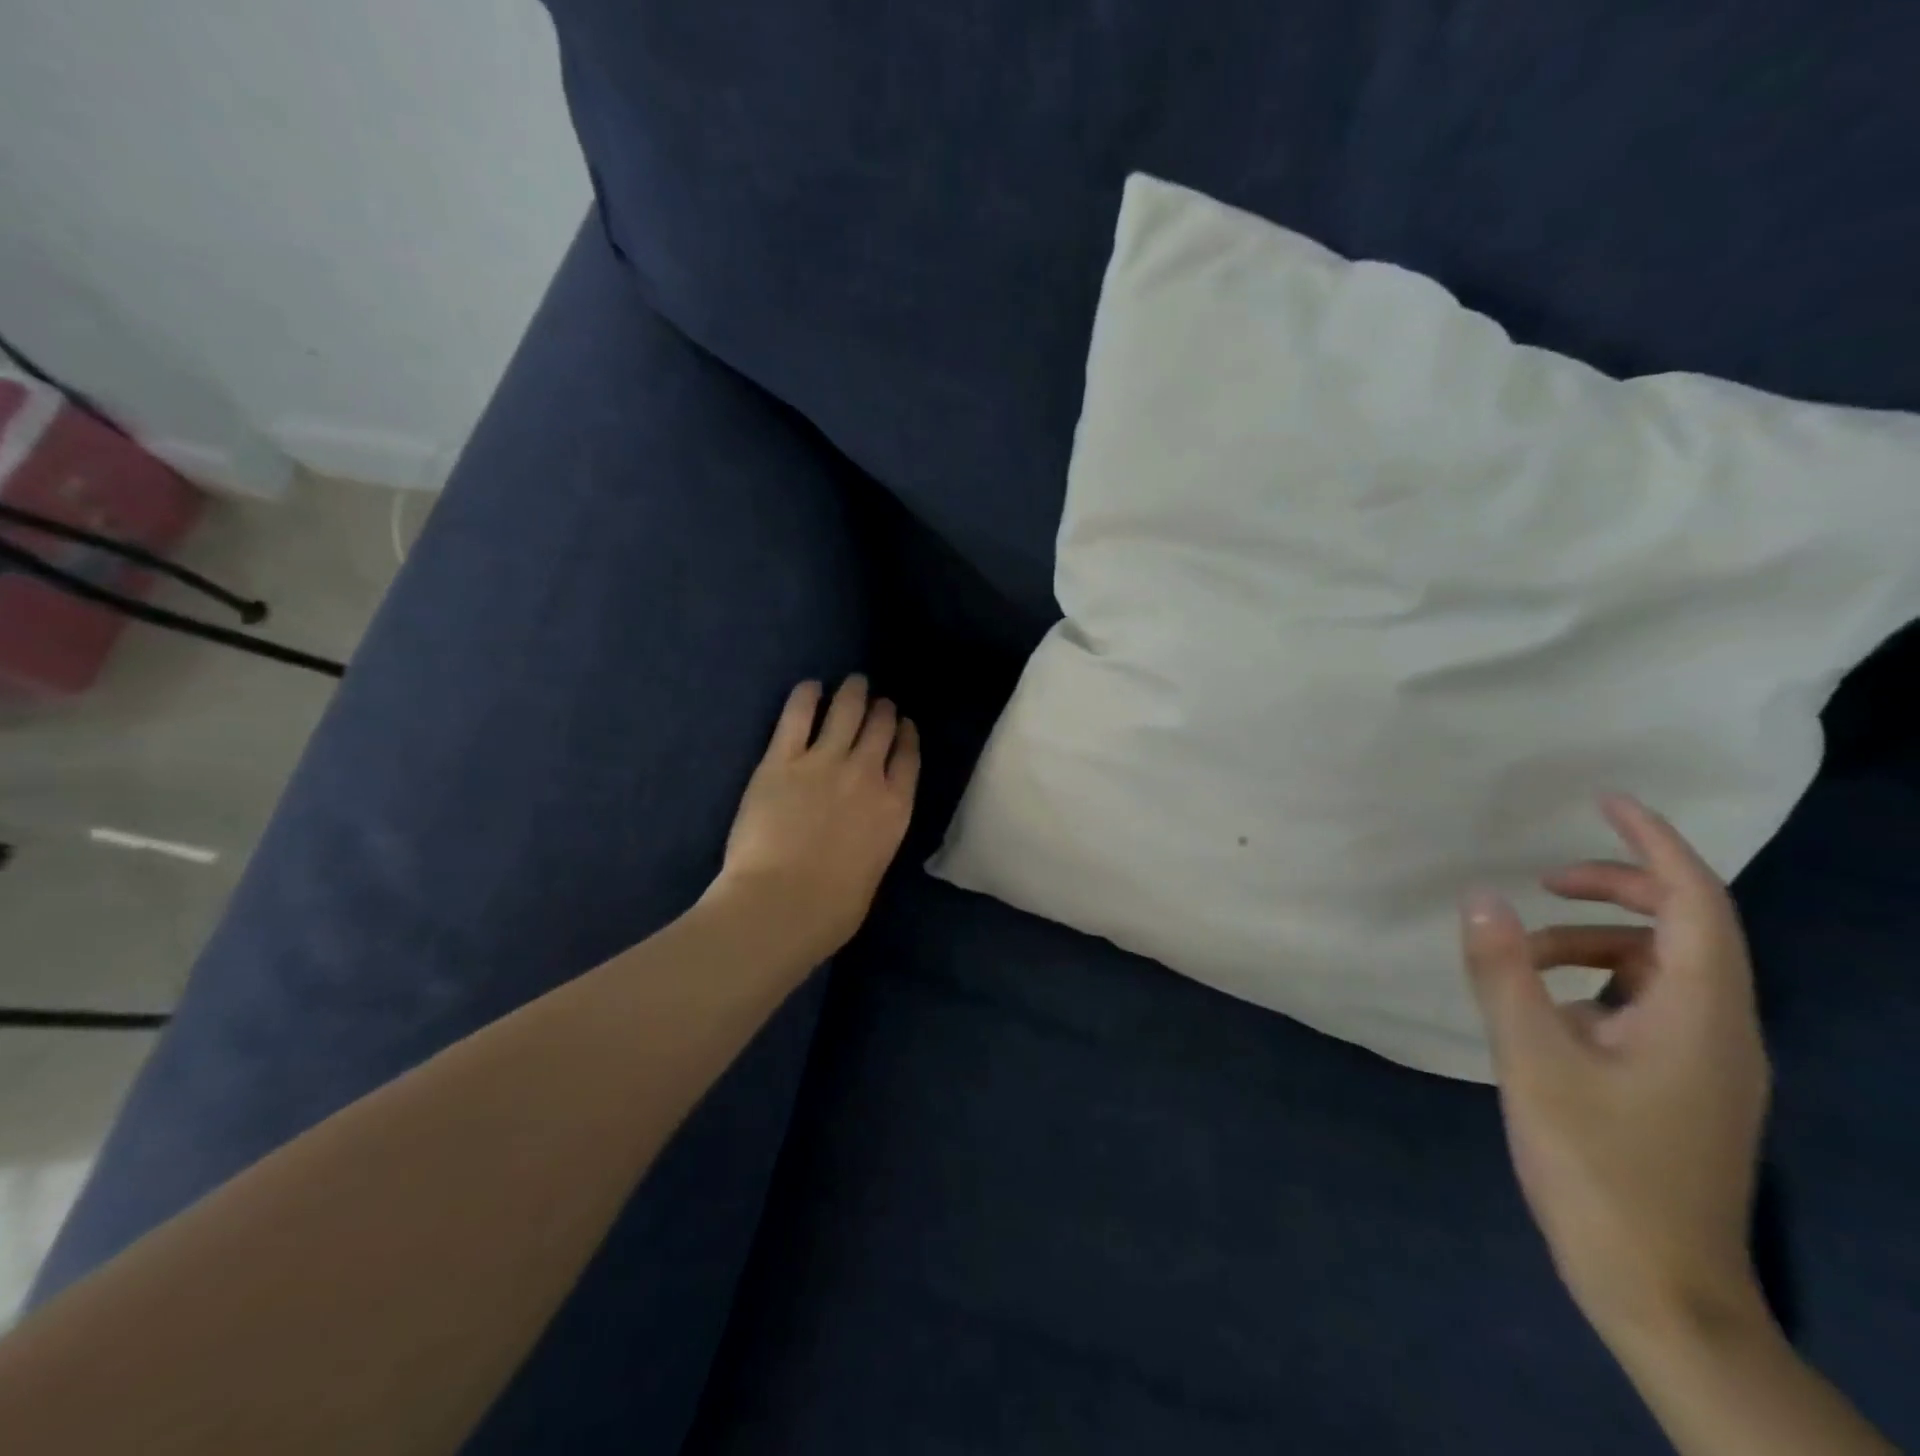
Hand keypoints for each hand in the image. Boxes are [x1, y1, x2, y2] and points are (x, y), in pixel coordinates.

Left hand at [709, 675, 919, 966]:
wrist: (782, 903)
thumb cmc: (832, 909)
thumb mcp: (873, 871)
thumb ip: (874, 840)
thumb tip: (863, 832)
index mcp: (894, 808)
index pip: (908, 758)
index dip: (907, 736)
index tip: (904, 725)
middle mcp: (866, 775)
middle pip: (881, 729)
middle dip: (883, 711)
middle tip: (879, 701)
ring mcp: (824, 762)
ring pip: (846, 712)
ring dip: (853, 693)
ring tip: (855, 682)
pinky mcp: (781, 760)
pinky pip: (797, 716)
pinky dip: (806, 696)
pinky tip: (810, 686)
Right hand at [1458, 794, 1772, 1344]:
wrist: (1657, 1285)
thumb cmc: (1596, 1167)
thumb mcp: (1532, 1060)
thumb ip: (1503, 972)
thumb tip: (1481, 895)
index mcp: (1698, 1015)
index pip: (1694, 903)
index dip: (1653, 845)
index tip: (1606, 801)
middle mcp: (1721, 1029)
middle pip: (1686, 929)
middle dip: (1617, 888)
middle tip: (1543, 878)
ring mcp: (1708, 1061)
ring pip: (1663, 968)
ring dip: (1595, 941)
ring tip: (1522, 958)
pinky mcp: (1686, 1085)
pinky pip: (1650, 1004)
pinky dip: (1599, 982)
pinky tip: (1549, 1011)